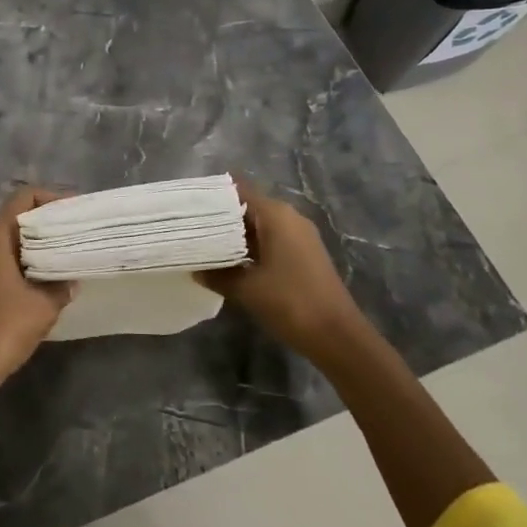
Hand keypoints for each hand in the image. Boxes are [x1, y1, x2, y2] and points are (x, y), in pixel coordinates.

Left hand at [0, 187, 72, 398]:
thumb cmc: (0, 329)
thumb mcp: (42, 307)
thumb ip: (61, 286)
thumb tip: (69, 279)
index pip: (25, 197)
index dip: (53, 199)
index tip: (76, 214)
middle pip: (17, 217)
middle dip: (47, 224)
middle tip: (76, 237)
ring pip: (9, 242)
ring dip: (35, 247)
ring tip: (65, 260)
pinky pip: (1, 262)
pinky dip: (23, 265)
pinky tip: (43, 284)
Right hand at [198, 179, 366, 360]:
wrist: (337, 336)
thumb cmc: (290, 302)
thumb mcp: (247, 289)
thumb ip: (218, 274)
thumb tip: (196, 269)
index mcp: (276, 215)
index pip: (239, 190)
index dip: (214, 195)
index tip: (189, 204)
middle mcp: (289, 217)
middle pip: (249, 206)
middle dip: (221, 217)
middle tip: (191, 227)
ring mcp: (300, 236)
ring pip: (260, 225)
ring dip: (236, 234)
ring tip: (205, 244)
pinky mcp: (304, 254)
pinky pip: (272, 240)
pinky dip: (252, 246)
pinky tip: (232, 262)